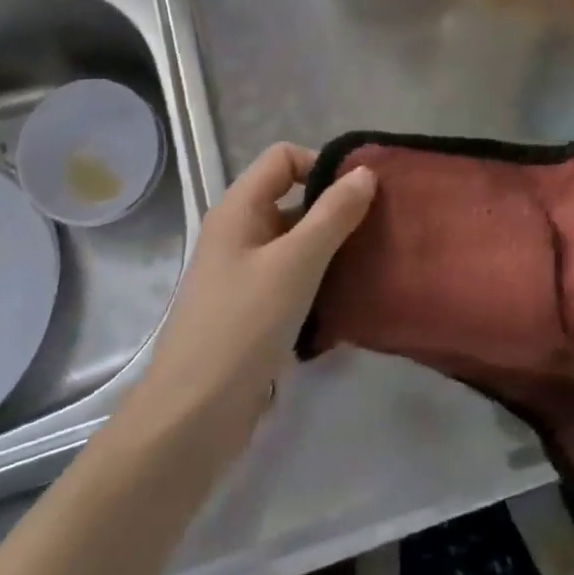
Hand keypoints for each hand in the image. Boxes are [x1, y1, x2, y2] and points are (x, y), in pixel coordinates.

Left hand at [130, 143, 375, 461]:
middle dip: (335, 208)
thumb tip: (365, 172)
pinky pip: (293, 278)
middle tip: (380, 227)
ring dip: (332, 247)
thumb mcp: (295, 263)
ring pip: (296, 242)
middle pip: (292, 198)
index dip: (320, 164)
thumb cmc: (243, 325)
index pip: (283, 158)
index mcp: (238, 210)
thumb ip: (333, 214)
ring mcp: (244, 274)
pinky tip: (350, 297)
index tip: (361, 193)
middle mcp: (239, 234)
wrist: (194, 415)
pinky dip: (320, 279)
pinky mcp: (253, 310)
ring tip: (374, 260)